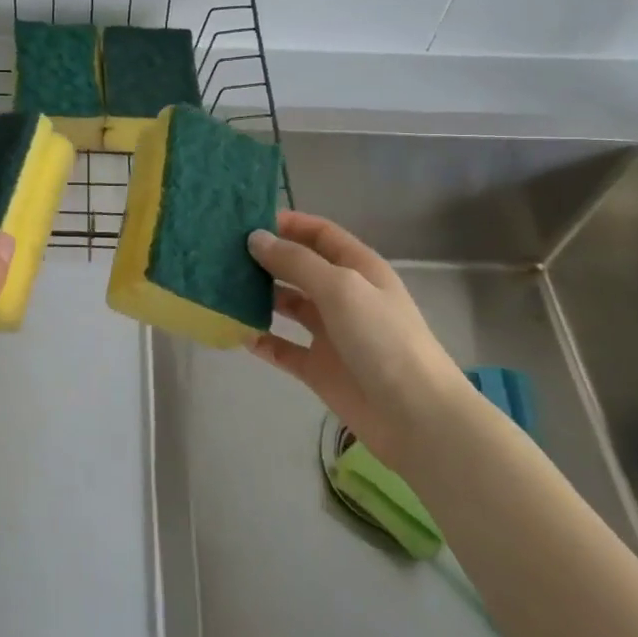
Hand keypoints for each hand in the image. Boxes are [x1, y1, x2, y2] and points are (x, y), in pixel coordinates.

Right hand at [246, 211, 466, 461]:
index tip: (246, 220)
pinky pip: (282, 348)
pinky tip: (235, 332)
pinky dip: (261, 340)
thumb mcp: (340, 288)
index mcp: (358, 269)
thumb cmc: (382, 339)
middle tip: (223, 252)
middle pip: (300, 267)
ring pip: (287, 306)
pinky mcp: (318, 368)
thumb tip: (255, 239)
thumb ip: (296, 262)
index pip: (320, 234)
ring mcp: (330, 333)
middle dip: (267, 258)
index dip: (288, 224)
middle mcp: (343, 296)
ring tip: (222, 287)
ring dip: (259, 296)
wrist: (415, 415)